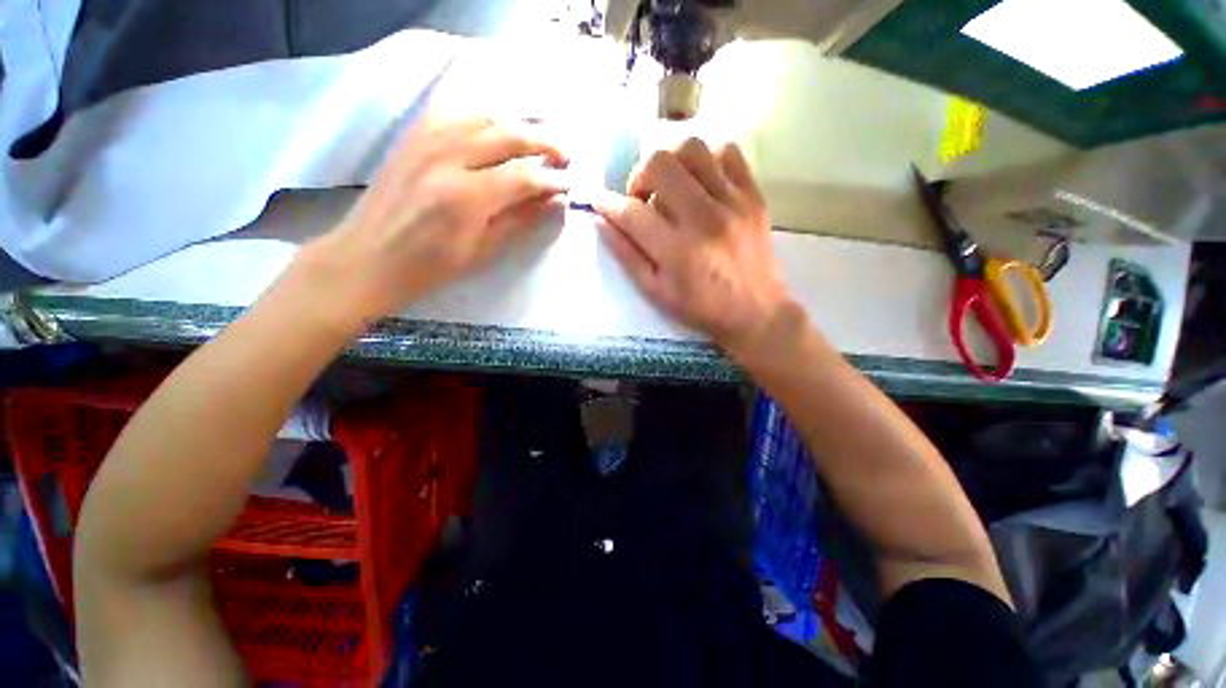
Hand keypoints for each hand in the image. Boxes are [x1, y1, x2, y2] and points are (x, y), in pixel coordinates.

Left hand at [312, 116, 568, 321]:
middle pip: (507, 134)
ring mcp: (425, 141)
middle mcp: (447, 158)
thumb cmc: (430, 268)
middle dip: (543, 141)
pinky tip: (498, 124)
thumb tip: (555, 202)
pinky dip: (483, 115)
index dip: (552, 178)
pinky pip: (454, 111)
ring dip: (518, 123)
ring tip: (539, 136)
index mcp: (466, 197)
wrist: (368, 258)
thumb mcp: (482, 251)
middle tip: (565, 154)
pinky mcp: (412, 137)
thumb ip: (520, 221)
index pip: (523, 175)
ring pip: (483, 115)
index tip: (570, 184)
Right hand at [593, 138, 794, 356]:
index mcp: (677, 251)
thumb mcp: (656, 292)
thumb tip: (602, 221)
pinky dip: (707, 159)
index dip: (608, 203)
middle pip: (660, 164)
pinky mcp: (753, 195)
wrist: (756, 312)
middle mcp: (704, 219)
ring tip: (671, 186)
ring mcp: (733, 202)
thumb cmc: (701, 307)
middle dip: (639, 176)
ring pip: (693, 148)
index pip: (632, 212)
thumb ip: (627, 255)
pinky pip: (728, 152)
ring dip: (671, 162)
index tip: (599, 200)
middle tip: (643, 198)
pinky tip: (700, 181)